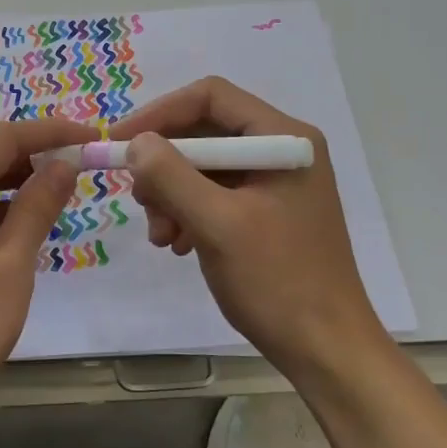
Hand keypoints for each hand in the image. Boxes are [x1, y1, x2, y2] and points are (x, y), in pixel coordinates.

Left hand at [0, 116, 99, 425]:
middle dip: (33, 155)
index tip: (91, 136)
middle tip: (79, 166)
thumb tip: (63, 165)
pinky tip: (17, 227)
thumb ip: (36, 208)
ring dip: (13, 183)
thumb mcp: (9, 266)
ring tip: (57, 194)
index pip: (3, 138)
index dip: (51, 132)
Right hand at [112, 76, 390, 379]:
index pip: (210, 97)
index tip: (120, 143)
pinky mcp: (264, 211)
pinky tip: (176, 243)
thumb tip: (135, 143)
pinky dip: (186, 212)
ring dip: (170, 194)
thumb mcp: (218, 224)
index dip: (159, 113)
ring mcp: (273, 182)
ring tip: (161, 234)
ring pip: (202, 165)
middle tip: (140, 200)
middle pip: (203, 131)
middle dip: (164, 165)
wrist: (325, 350)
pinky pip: (212, 193)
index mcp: (283, 139)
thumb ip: (172, 176)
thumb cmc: (278, 281)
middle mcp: (280, 150)